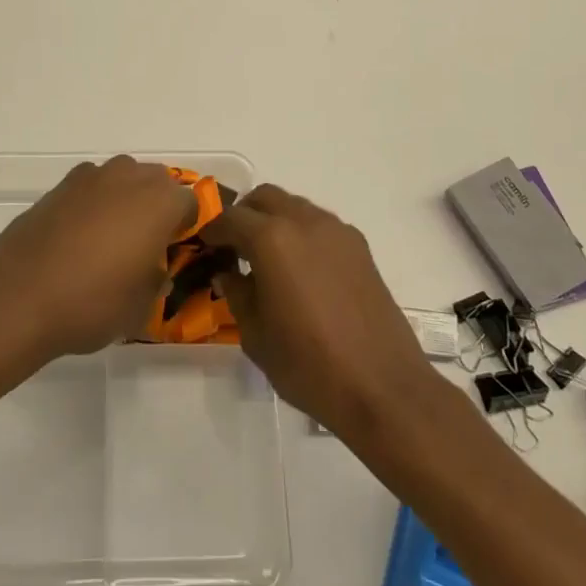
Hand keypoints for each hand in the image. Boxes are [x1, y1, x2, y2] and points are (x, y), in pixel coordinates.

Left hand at [0, 157, 197, 360]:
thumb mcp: (141, 306)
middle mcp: (129, 178)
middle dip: (158, 206)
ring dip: (125, 199)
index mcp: (160, 202)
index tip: (177, 251)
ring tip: (112, 239)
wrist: (19, 296)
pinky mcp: (59, 186)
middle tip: (148, 244)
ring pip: (122, 178)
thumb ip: (157, 279)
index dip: (187, 227)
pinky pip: (91, 187)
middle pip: (157, 181)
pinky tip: (80, 236)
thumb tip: (154, 269)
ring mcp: (91, 177)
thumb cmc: (92, 302)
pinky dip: (93, 203)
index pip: (191, 203)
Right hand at [205, 184, 443, 443]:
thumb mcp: (255, 334)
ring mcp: (336, 230)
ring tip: (267, 260)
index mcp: (271, 239)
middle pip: (264, 198)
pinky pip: (320, 225)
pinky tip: (301, 271)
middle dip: (244, 215)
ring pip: (294, 206)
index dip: (211, 231)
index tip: (203, 247)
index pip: (229, 218)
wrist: (382, 387)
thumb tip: (227, 273)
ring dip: (274, 221)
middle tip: (233, 248)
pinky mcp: (359, 247)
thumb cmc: (308, 364)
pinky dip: (301, 233)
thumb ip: (236, 293)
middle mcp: (304, 221)